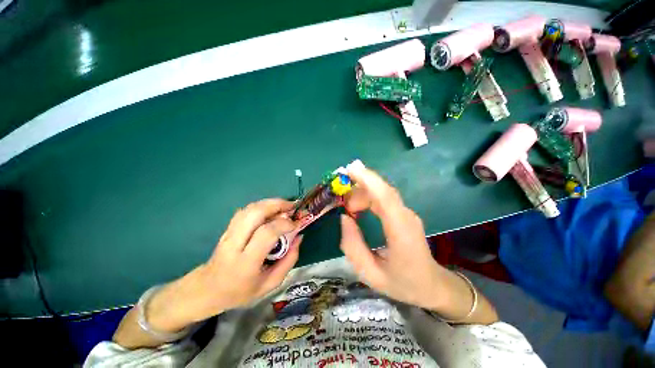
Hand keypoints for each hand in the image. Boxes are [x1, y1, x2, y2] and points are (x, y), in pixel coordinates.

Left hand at [147, 199, 302, 331]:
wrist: (207, 289)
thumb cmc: (241, 291)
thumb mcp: (270, 284)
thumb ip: (289, 260)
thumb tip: (299, 236)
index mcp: (245, 262)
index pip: (266, 233)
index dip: (284, 224)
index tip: (296, 224)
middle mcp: (234, 244)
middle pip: (255, 213)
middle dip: (277, 205)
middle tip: (292, 206)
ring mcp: (228, 233)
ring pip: (249, 208)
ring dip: (270, 203)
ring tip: (284, 206)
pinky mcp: (227, 228)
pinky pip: (246, 211)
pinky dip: (261, 206)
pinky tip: (270, 210)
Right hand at [339, 165, 447, 309]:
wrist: (431, 284)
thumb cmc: (402, 283)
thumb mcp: (370, 274)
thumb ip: (353, 247)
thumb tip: (344, 218)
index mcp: (401, 233)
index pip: (385, 198)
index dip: (368, 180)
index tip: (350, 169)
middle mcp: (406, 217)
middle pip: (382, 190)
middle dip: (358, 188)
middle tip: (342, 202)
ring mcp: (406, 213)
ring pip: (381, 192)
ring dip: (361, 194)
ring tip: (349, 209)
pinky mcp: (403, 213)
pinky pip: (383, 198)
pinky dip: (367, 197)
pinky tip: (358, 208)